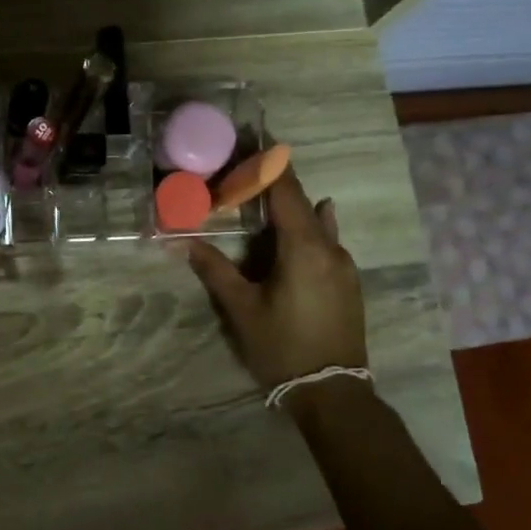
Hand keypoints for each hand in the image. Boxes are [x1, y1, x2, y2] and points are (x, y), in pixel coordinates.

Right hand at [184, 166, 369, 399]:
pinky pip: (327, 240)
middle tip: (247, 165)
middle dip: (275, 181)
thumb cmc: (282, 348)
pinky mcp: (347, 282)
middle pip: (302, 201)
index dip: (268, 163)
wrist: (332, 391)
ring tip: (266, 195)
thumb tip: (183, 241)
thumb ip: (215, 270)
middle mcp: (330, 247)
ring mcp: (344, 265)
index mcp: (304, 248)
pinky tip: (311, 219)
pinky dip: (309, 225)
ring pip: (317, 221)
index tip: (254, 138)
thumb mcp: (242, 309)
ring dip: (292, 205)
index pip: (285, 191)